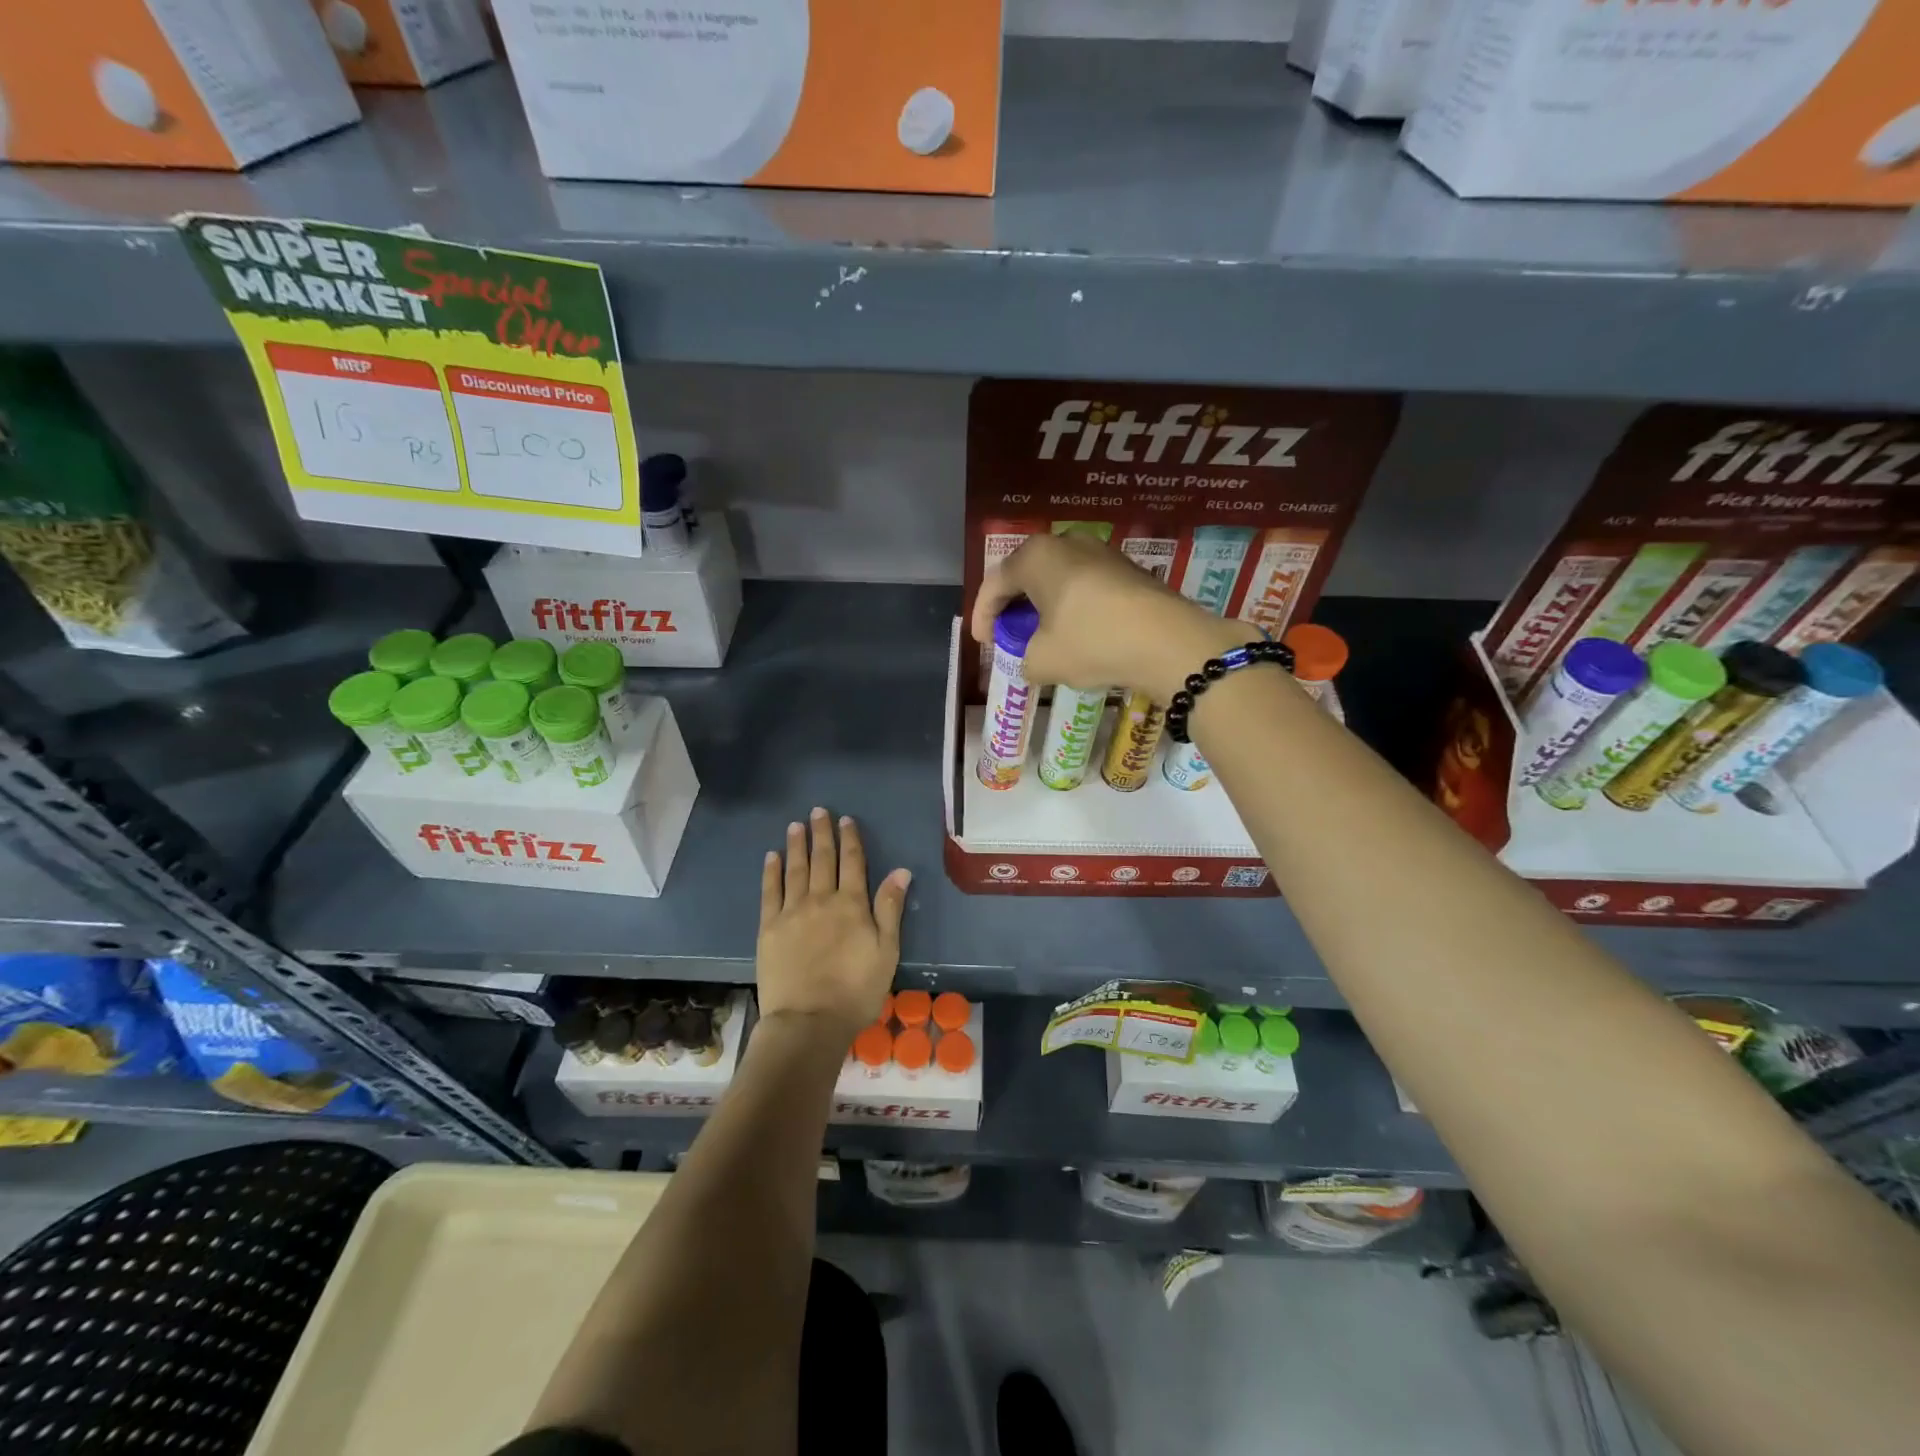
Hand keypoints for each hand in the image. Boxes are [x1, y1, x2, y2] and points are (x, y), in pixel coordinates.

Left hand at [757, 807, 908, 1041]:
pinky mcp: (769, 928)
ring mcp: (792, 912)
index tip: (846, 819)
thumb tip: (900, 871)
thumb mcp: (886, 951)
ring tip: (795, 826)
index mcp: (852, 905)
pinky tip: (772, 858)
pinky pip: (770, 892)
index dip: (850, 839)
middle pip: (822, 859)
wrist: (809, 1021)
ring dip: (796, 846)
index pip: (852, 863)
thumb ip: (890, 908)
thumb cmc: (856, 990)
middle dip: (822, 833)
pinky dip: (772, 872)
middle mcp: (821, 899)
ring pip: (795, 869)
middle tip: (818, 812)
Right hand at [970, 532, 1243, 702]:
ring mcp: (1103, 552)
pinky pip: (1086, 586)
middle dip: (1013, 608)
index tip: (983, 644)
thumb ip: (1025, 659)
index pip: (995, 584)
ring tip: (1042, 637)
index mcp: (1036, 556)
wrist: (1170, 642)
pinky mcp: (1129, 570)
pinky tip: (1077, 634)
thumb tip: (1032, 660)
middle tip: (1008, 636)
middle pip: (1027, 575)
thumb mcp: (1043, 661)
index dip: (982, 616)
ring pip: (1059, 580)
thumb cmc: (1092, 642)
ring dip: (1045, 607)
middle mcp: (1067, 542)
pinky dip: (1073, 608)